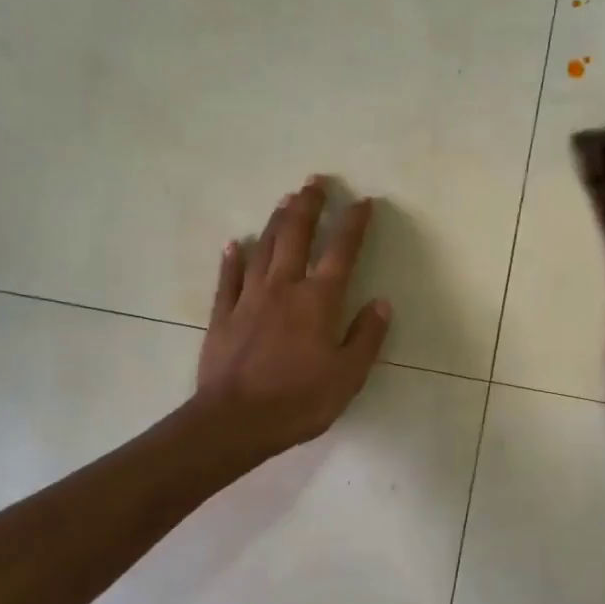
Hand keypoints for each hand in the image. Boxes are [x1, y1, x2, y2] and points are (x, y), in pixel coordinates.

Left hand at [195, 177, 392, 457]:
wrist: (235, 422)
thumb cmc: (299, 401)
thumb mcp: (348, 376)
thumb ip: (366, 337)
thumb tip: (382, 303)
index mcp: (318, 301)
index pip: (342, 252)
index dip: (353, 224)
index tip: (362, 201)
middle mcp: (284, 288)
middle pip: (296, 235)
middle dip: (308, 205)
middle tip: (315, 181)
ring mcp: (248, 299)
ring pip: (263, 248)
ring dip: (276, 221)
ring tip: (285, 199)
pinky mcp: (222, 316)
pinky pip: (227, 279)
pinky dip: (232, 259)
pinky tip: (234, 243)